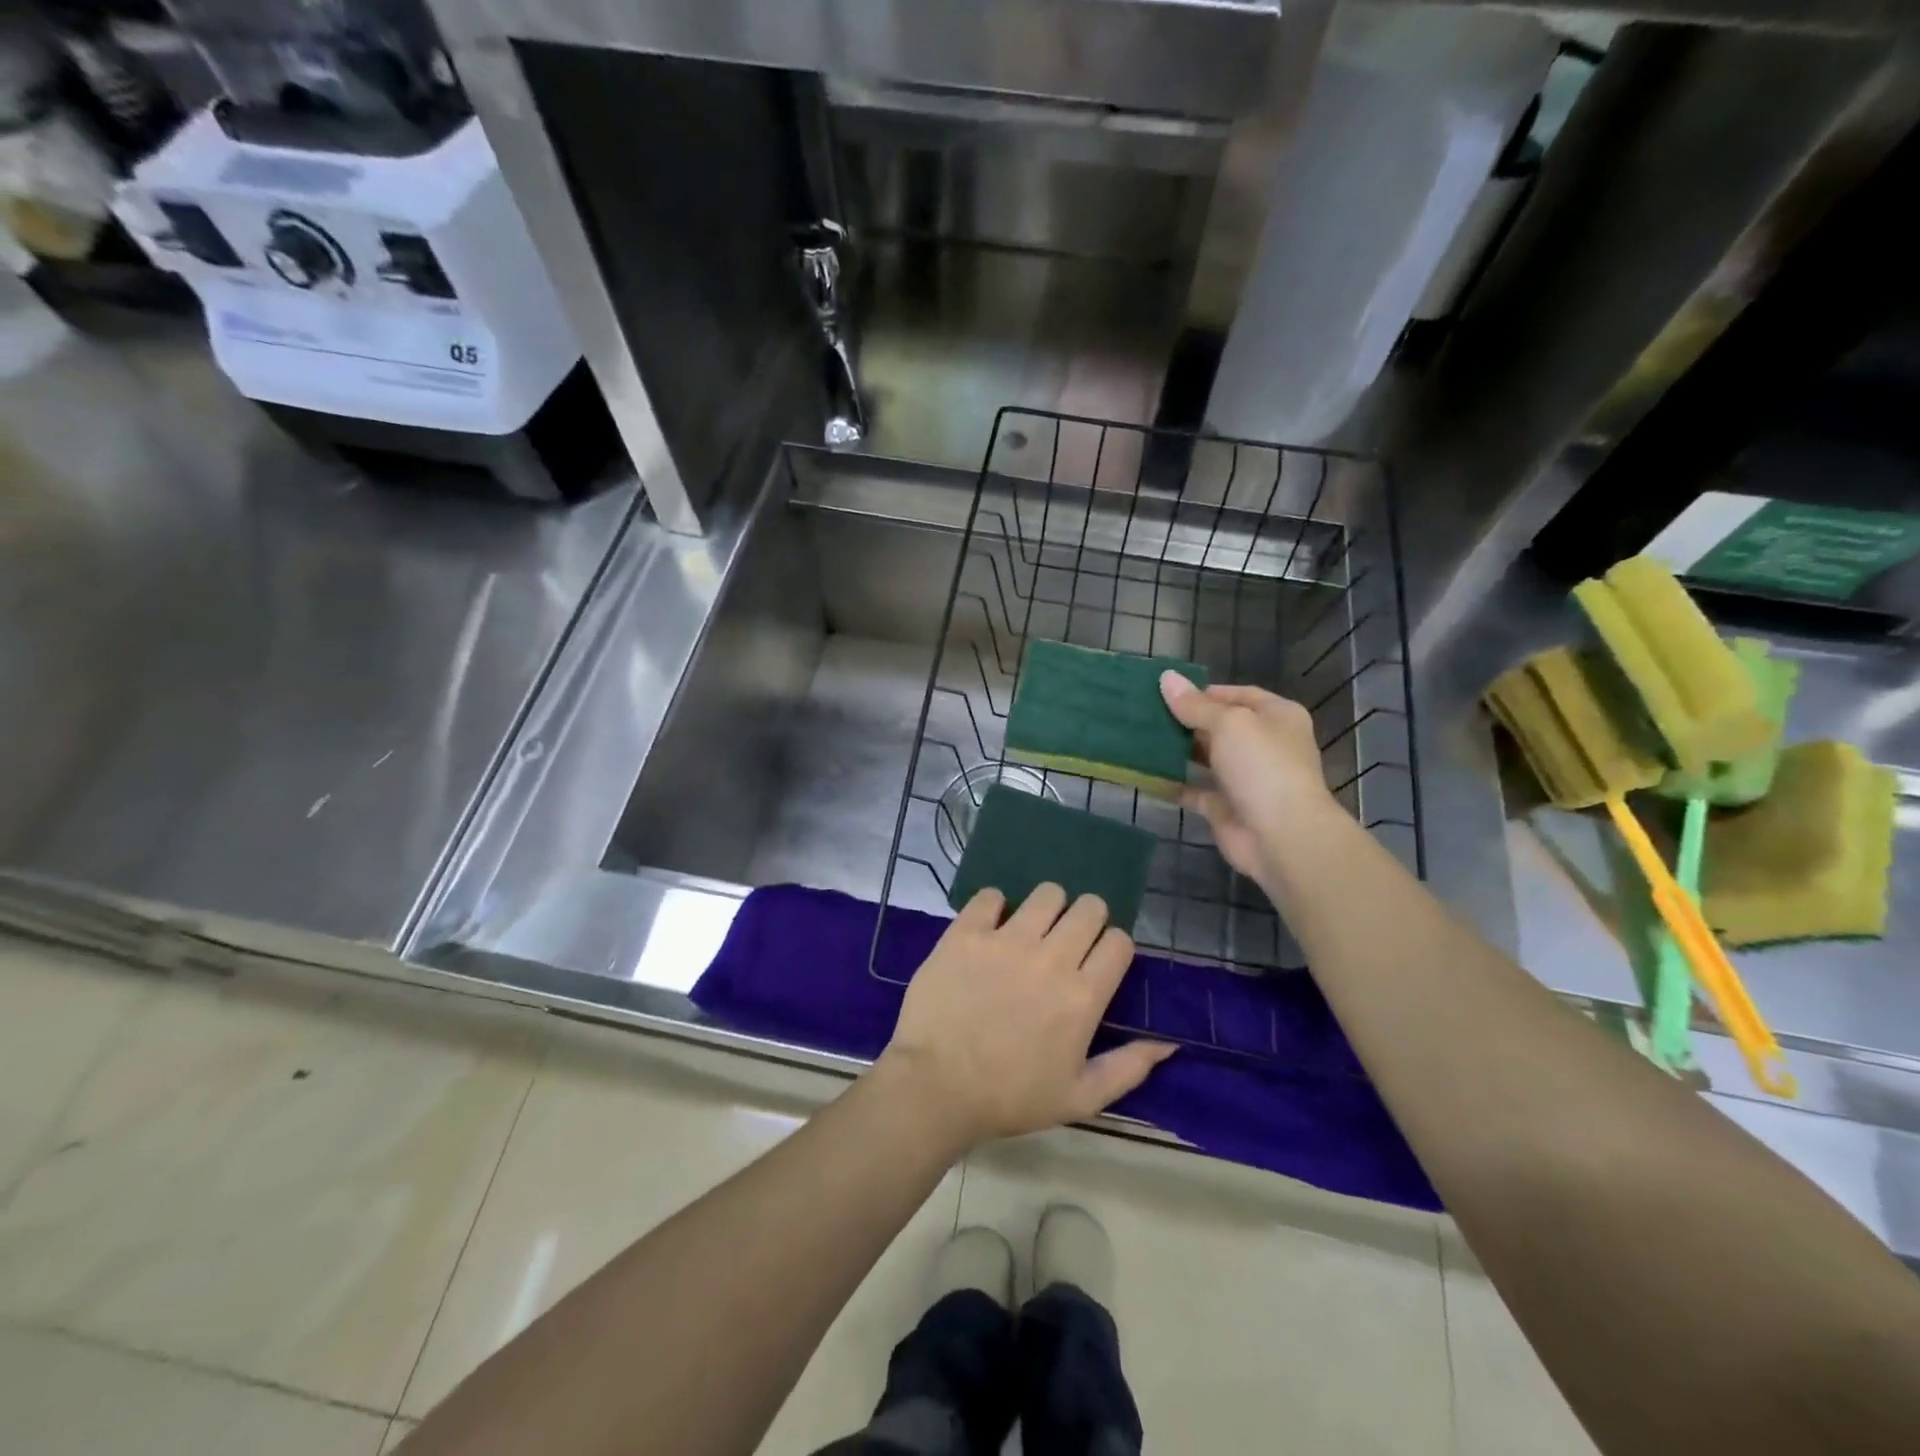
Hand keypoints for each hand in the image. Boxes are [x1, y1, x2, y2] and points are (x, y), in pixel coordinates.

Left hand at [880, 885, 1175, 1152]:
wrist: (935, 1087)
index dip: (1112, 948)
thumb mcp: (1080, 1098)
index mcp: (1083, 996)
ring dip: (1046, 907)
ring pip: (1046, 893)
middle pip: (1089, 907)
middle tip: (1066, 941)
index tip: (1097, 962)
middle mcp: (1051, 958)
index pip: (1118, 942)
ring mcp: (1006, 940)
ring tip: (1031, 929)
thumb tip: (1169, 1044)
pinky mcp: (967, 932)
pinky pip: (991, 895)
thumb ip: (1129, 1068)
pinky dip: (995, 906)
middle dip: (1086, 919)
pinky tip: (990, 927)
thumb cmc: (1010, 1097)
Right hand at [1159, 672, 1340, 886]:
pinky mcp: (1225, 807)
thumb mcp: (1229, 723)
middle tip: (1145, 713)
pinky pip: (1194, 790)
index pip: (1238, 695)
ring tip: (1140, 737)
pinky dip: (1173, 784)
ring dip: (1177, 750)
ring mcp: (1244, 778)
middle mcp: (1263, 745)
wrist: (1282, 836)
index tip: (1167, 692)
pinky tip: (1145, 773)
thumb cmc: (1262, 766)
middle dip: (1186, 720)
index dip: (1204, 692)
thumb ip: (1195, 704)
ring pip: (1205, 758)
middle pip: (1219, 726)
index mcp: (1277, 717)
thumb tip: (1166, 678)